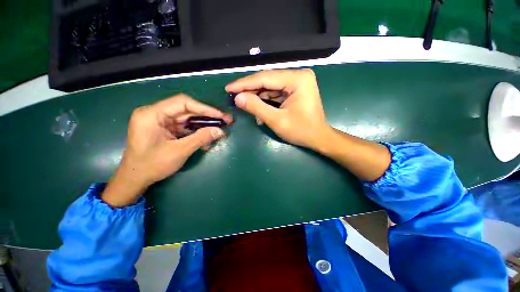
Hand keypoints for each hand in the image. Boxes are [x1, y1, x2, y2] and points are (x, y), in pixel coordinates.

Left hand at [101, 94, 231, 206]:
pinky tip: (206, 141)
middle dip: (207, 117)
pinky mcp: (165, 129)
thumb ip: (201, 139)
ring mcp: (161, 122)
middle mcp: (156, 114)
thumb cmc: (152, 165)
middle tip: (225, 121)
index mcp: (152, 114)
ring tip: (218, 132)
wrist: (135, 179)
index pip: (183, 103)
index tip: (221, 115)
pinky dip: (196, 134)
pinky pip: (185, 128)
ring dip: (203, 127)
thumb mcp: (179, 151)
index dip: (205, 108)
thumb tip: (220, 131)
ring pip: (188, 120)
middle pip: (187, 110)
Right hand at [225, 69, 330, 149]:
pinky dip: (265, 101)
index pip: (265, 78)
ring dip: (256, 97)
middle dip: (249, 90)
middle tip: (233, 96)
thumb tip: (237, 98)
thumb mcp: (277, 121)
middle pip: (267, 81)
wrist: (318, 138)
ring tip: (243, 104)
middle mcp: (298, 76)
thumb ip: (257, 108)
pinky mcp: (294, 90)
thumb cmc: (301, 131)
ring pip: (269, 87)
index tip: (228, 88)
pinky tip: (257, 110)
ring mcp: (296, 83)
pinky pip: (275, 93)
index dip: (244, 84)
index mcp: (297, 79)